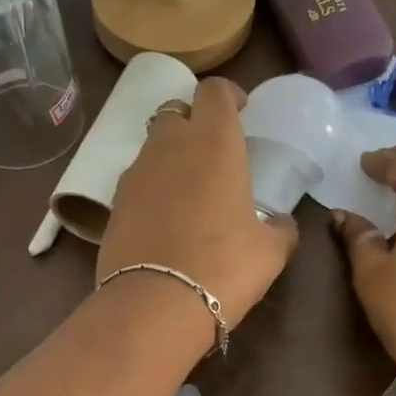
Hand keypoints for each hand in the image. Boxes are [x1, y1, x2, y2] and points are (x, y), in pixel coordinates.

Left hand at [98, 77, 299, 336]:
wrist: (155, 304)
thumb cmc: (224, 266)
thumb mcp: (270, 250)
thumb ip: (280, 228)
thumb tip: (282, 225)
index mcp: (214, 142)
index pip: (214, 91)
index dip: (228, 95)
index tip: (240, 111)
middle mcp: (170, 145)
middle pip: (177, 111)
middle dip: (194, 120)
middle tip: (213, 150)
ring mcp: (136, 172)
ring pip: (153, 144)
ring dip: (171, 153)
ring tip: (190, 187)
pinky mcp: (114, 202)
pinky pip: (136, 179)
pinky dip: (152, 186)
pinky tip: (165, 216)